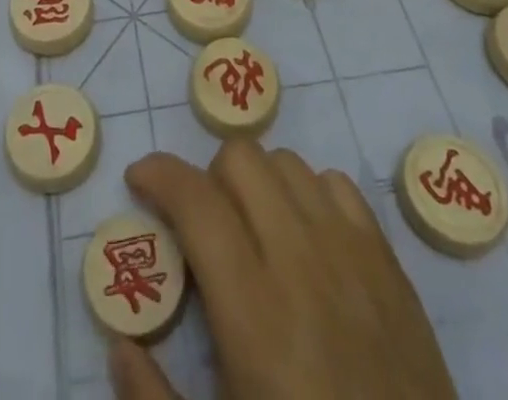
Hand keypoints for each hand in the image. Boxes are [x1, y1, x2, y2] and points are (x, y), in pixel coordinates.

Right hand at [110, 143, 456, 399]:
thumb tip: (119, 347)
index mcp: (253, 311)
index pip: (196, 201)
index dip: (159, 174)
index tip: (138, 180)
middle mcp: (301, 260)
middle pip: (241, 159)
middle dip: (208, 176)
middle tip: (200, 225)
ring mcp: (351, 254)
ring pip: (287, 162)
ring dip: (257, 182)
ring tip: (252, 229)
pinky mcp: (388, 263)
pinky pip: (338, 185)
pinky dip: (309, 193)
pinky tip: (305, 240)